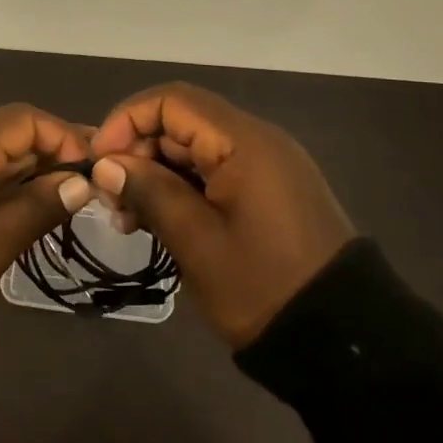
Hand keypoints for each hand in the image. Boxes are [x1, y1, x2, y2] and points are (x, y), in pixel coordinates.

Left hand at [0, 105, 94, 336]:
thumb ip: (36, 209)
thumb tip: (80, 182)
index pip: (22, 120)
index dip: (62, 136)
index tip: (94, 167)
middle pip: (10, 134)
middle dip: (53, 152)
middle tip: (96, 181)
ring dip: (35, 171)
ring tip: (75, 195)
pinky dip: (12, 187)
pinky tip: (37, 207)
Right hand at [88, 84, 356, 347]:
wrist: (342, 341)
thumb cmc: (263, 287)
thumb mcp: (197, 242)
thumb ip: (150, 192)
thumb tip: (106, 166)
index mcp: (244, 142)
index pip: (171, 101)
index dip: (126, 121)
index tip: (99, 162)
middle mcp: (256, 141)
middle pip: (181, 123)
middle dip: (137, 153)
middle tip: (110, 202)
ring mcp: (264, 166)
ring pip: (193, 150)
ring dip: (154, 175)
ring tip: (128, 220)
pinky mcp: (266, 191)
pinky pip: (213, 173)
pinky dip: (180, 189)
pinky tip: (157, 222)